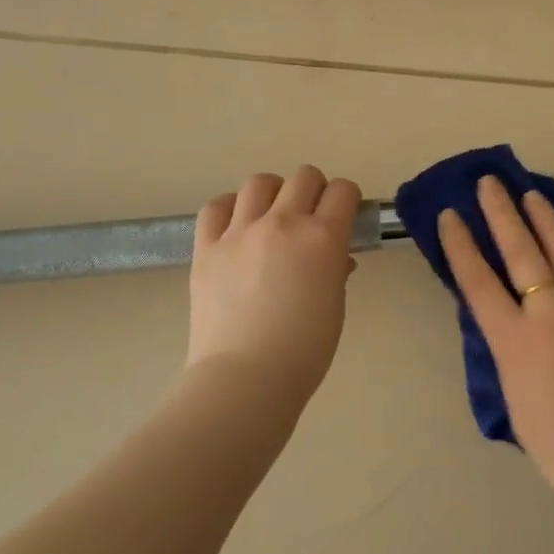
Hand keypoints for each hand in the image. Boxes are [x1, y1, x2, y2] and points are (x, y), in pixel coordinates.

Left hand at [186, 166, 362, 409]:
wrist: (246, 378)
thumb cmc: (304, 351)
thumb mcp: (334, 306)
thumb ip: (335, 270)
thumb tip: (334, 258)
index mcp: (322, 238)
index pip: (343, 191)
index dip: (347, 200)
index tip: (343, 216)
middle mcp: (283, 223)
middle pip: (304, 176)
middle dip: (314, 191)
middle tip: (310, 217)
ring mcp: (240, 232)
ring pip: (260, 182)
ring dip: (273, 194)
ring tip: (271, 217)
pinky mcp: (207, 247)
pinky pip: (216, 206)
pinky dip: (230, 209)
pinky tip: (236, 227)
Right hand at [439, 176, 553, 501]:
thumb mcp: (514, 398)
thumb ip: (507, 351)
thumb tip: (501, 320)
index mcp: (516, 343)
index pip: (479, 282)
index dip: (461, 245)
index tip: (451, 215)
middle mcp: (552, 316)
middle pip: (523, 254)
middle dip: (502, 214)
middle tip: (490, 182)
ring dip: (546, 221)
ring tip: (533, 195)